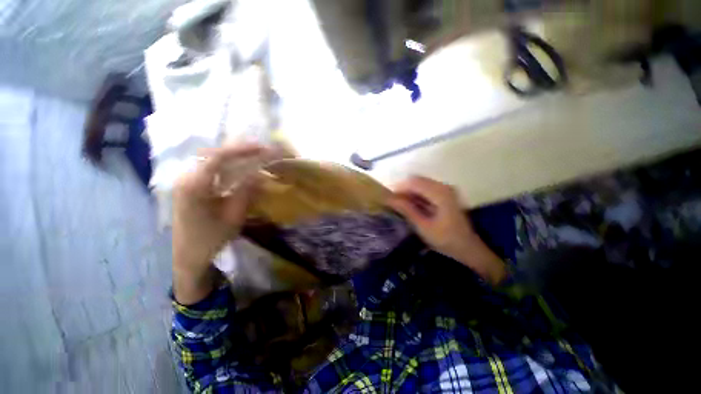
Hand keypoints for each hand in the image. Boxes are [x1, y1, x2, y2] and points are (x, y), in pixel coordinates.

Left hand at [172, 143, 267, 303]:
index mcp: (194, 186)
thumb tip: (259, 174)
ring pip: (212, 159)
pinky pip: (211, 168)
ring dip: (235, 156)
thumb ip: (245, 193)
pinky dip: (228, 164)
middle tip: (262, 150)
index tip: (262, 148)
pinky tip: (241, 167)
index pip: (218, 158)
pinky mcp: (191, 186)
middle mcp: (187, 177)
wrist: (185, 256)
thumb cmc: (209, 240)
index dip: (242, 150)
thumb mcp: (232, 218)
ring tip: (255, 155)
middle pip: (214, 154)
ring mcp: (186, 180)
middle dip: (240, 150)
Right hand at [387, 176, 505, 284]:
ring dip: (409, 193)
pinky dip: (416, 196)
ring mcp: (446, 190)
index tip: (388, 198)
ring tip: (400, 206)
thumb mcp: (423, 226)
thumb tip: (390, 199)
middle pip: (417, 180)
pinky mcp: (445, 195)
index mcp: (440, 193)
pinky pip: (426, 190)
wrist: (469, 248)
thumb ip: (407, 210)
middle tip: (393, 203)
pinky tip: (411, 207)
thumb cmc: (446, 240)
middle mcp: (443, 186)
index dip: (398, 188)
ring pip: (421, 184)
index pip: (413, 182)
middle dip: (403, 190)